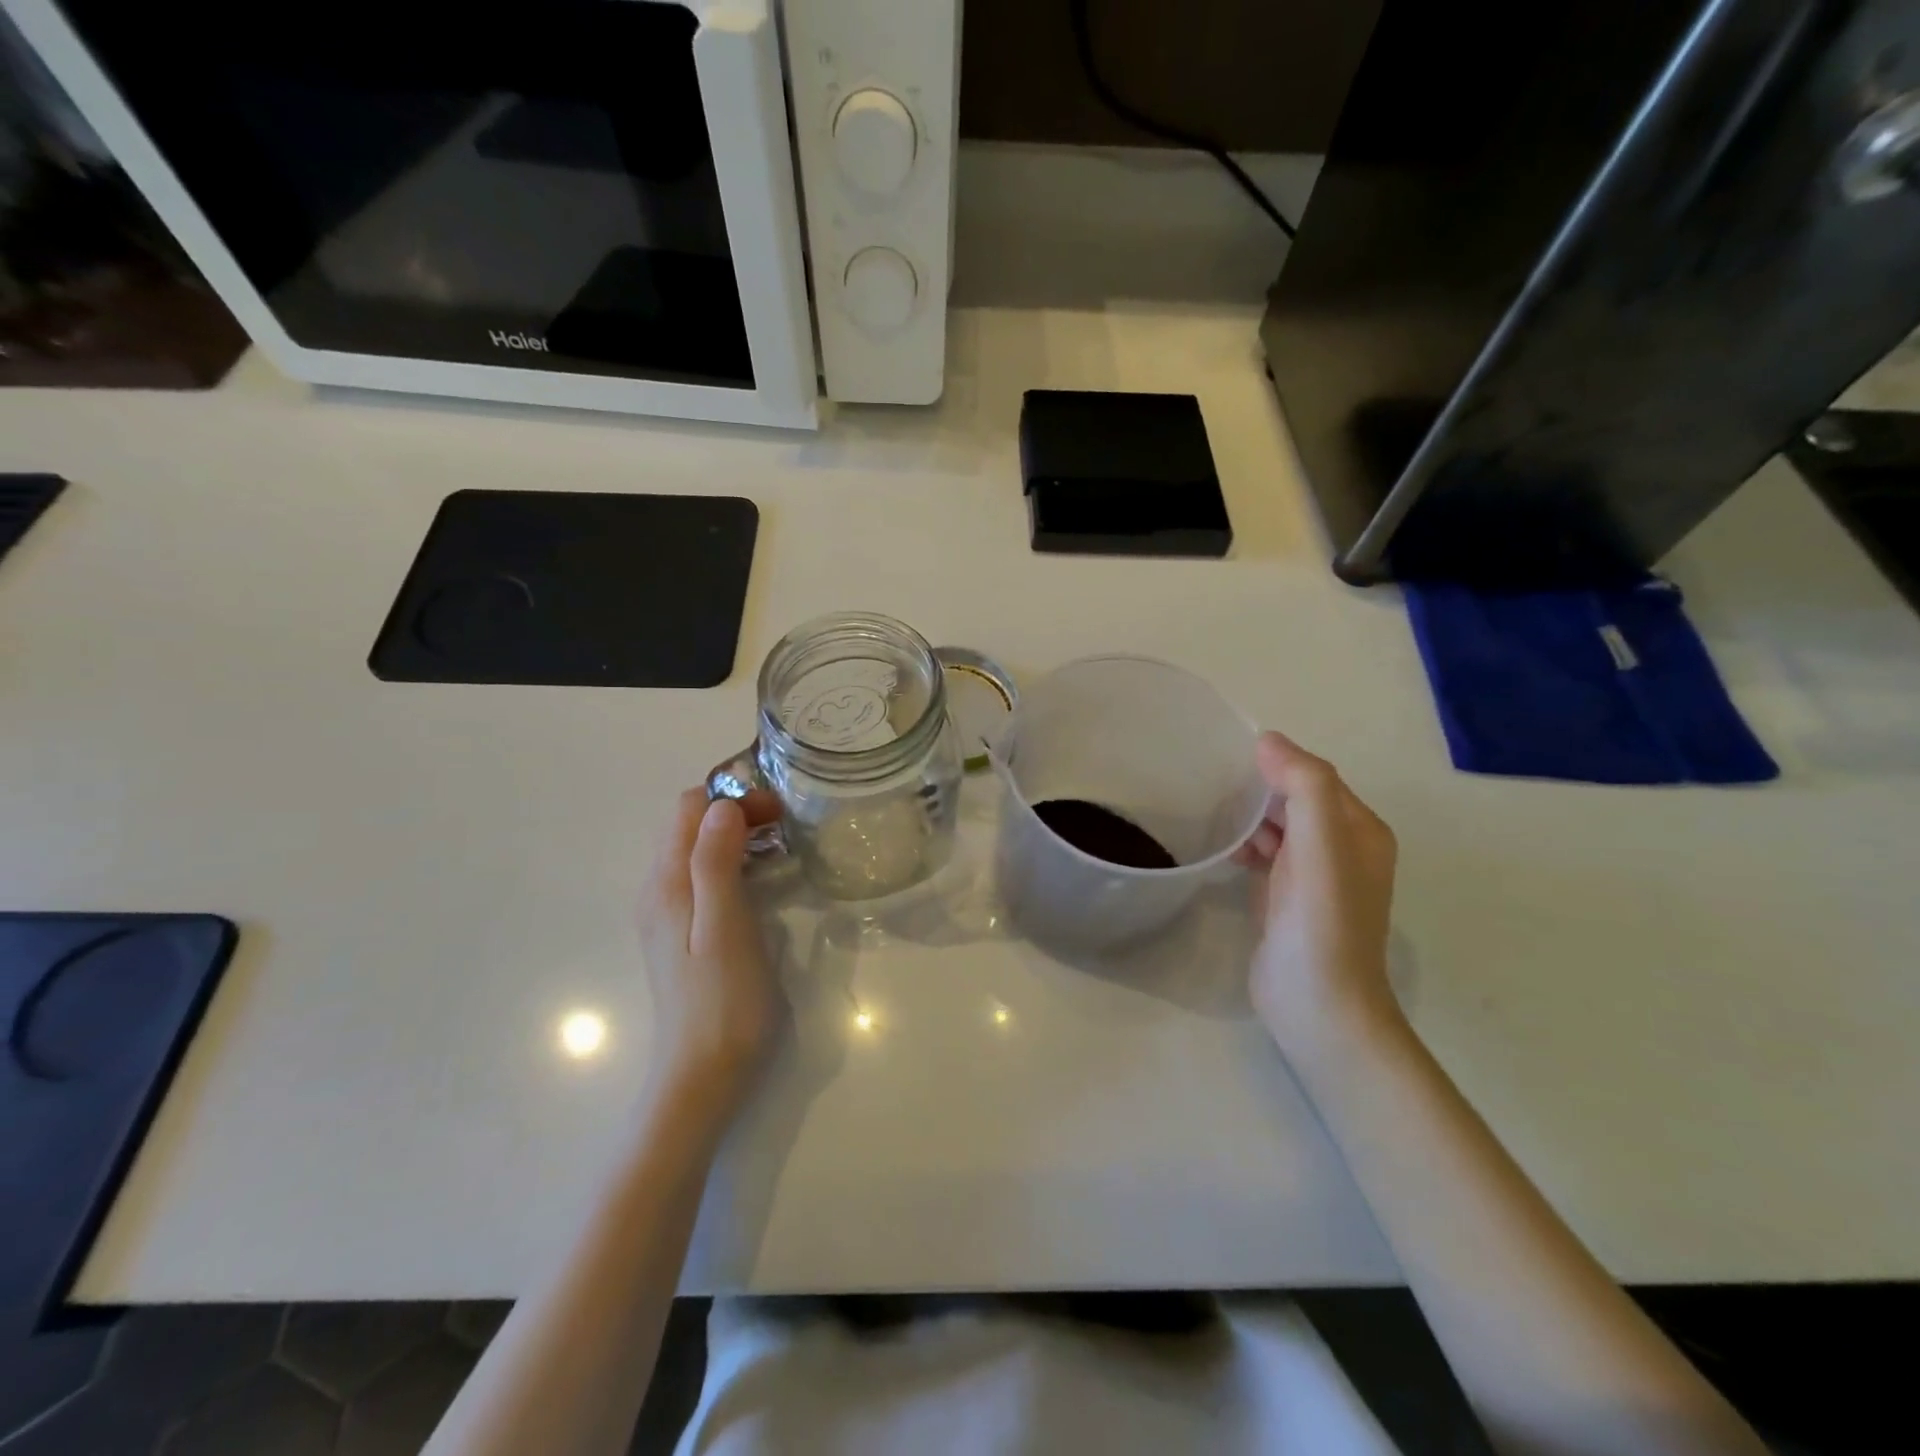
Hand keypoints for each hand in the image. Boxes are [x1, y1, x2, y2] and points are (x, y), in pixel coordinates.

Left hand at [637, 788, 782, 1100]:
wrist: (702, 1076)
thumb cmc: (724, 1002)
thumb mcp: (725, 927)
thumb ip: (716, 864)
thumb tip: (721, 805)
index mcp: (667, 884)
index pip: (690, 808)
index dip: (733, 798)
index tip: (777, 813)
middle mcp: (658, 890)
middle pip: (689, 824)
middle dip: (734, 810)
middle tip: (783, 825)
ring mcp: (666, 913)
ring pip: (695, 848)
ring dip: (734, 834)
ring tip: (778, 846)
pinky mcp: (680, 932)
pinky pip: (700, 875)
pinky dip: (730, 860)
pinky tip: (759, 881)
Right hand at [1238, 732, 1401, 1072]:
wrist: (1317, 1004)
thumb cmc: (1321, 920)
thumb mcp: (1320, 843)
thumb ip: (1303, 786)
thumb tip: (1269, 740)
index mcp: (1360, 830)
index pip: (1316, 777)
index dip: (1278, 763)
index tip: (1228, 757)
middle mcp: (1343, 849)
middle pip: (1297, 801)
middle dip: (1260, 790)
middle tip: (1212, 783)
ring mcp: (1315, 878)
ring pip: (1279, 829)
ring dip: (1250, 818)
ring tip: (1211, 813)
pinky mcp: (1287, 900)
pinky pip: (1266, 857)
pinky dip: (1246, 847)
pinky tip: (1222, 849)